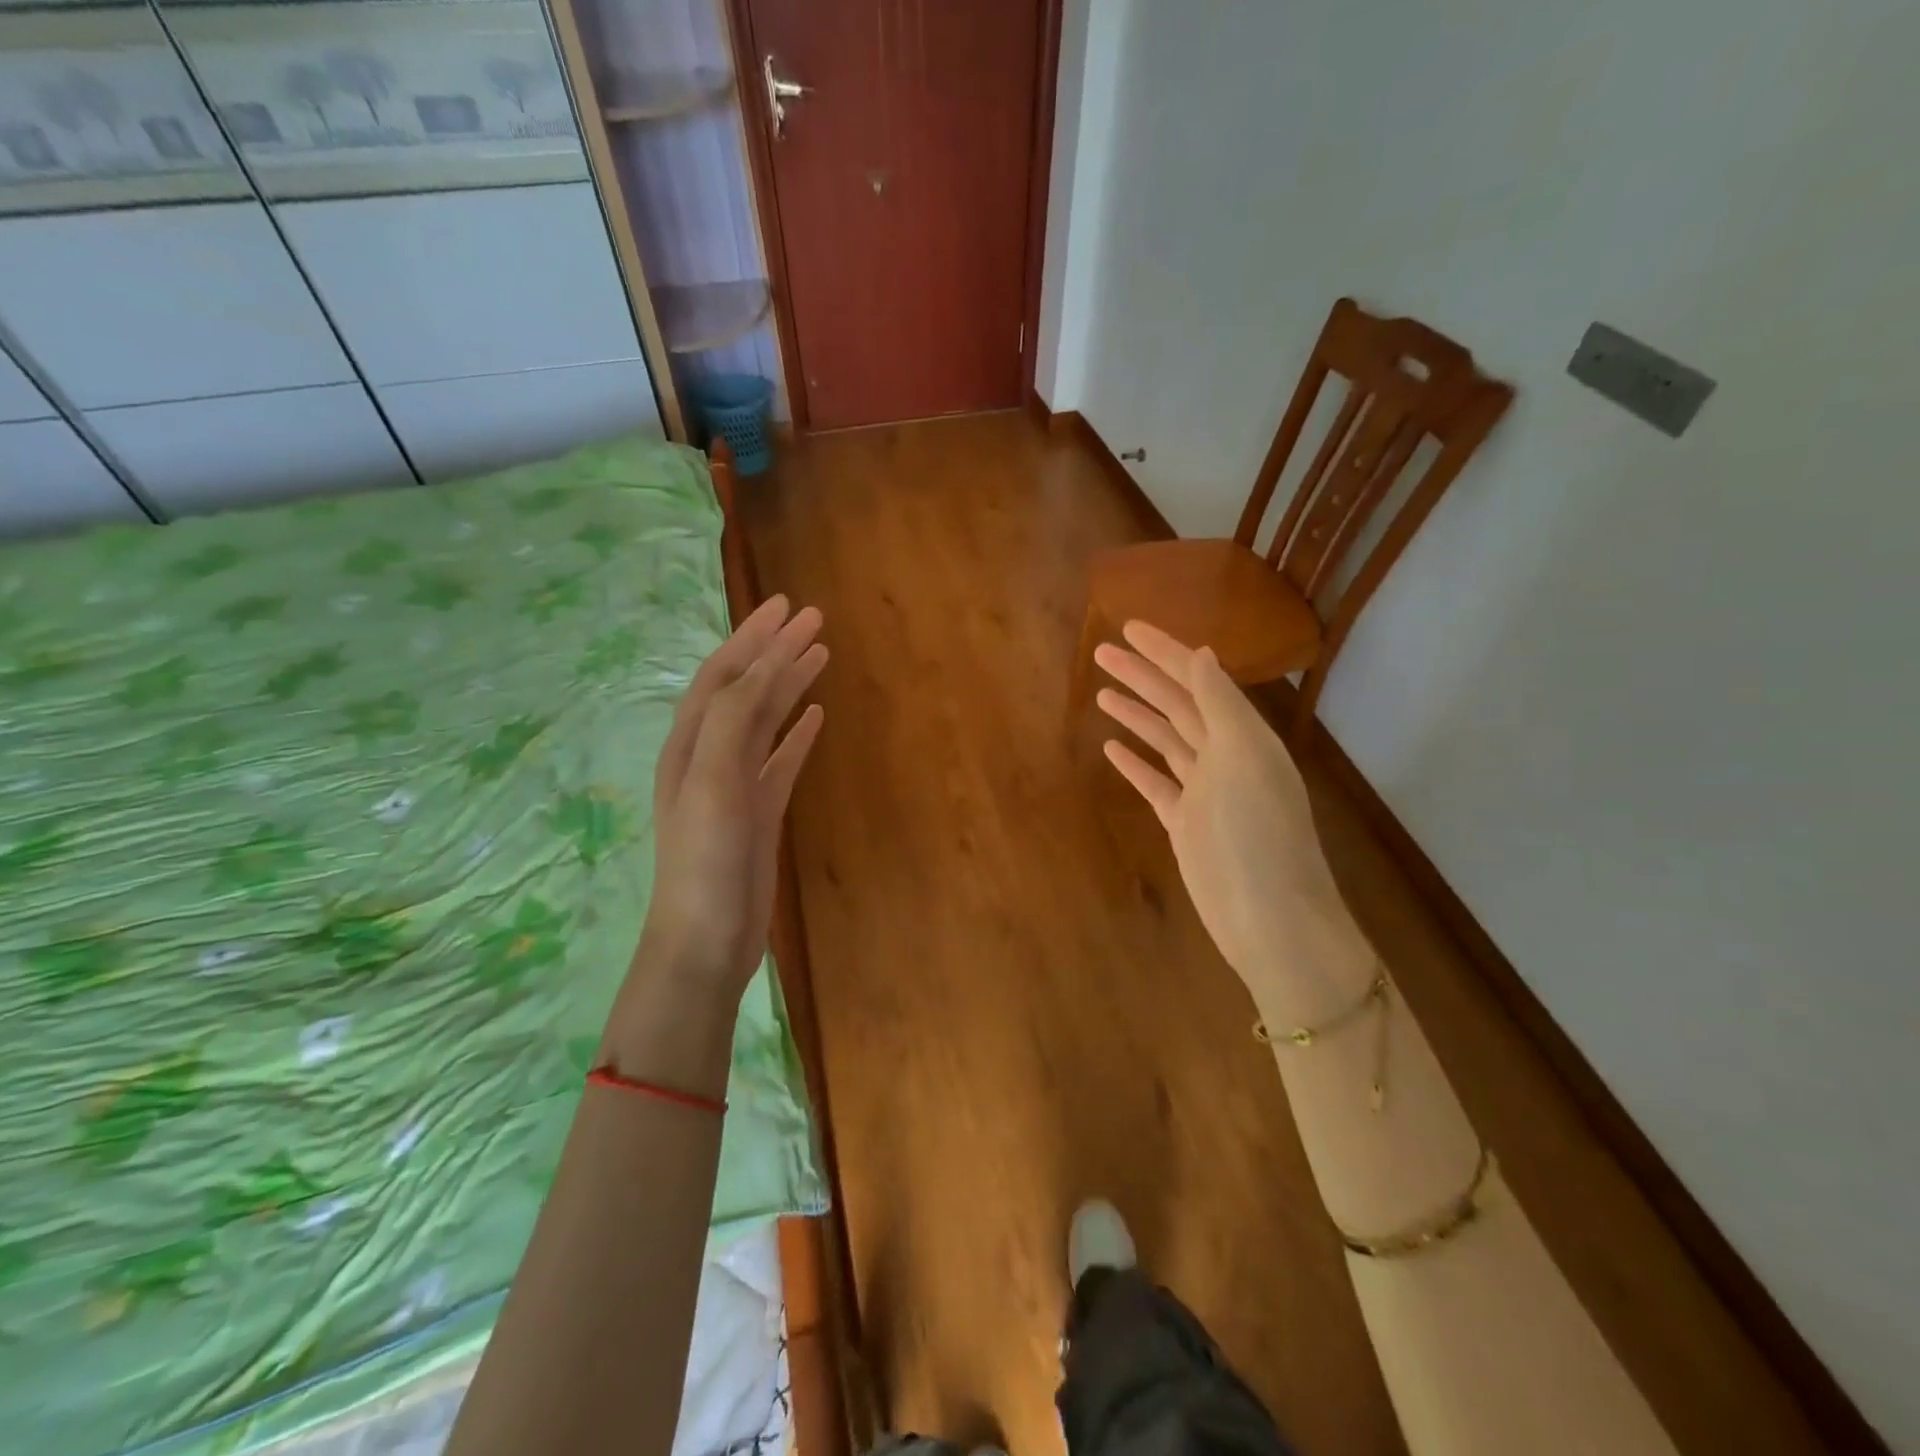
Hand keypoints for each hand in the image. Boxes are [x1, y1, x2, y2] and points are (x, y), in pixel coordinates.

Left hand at [639, 595, 826, 1004]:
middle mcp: (709, 755)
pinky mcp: (759, 810)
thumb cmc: (705, 862)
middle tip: (812, 619)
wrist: (707, 939)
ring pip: (765, 720)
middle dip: (775, 650)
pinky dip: (797, 733)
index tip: (788, 606)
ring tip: (820, 655)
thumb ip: (732, 724)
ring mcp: (736, 784)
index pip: (723, 674)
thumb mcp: (712, 785)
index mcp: (691, 743)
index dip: (753, 638)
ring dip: (789, 684)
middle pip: (745, 688)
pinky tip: (816, 717)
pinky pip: (780, 758)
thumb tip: (763, 669)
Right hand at [1095, 621, 1369, 1018]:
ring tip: (1101, 691)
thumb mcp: (1244, 757)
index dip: (1164, 652)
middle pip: (1177, 705)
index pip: (1198, 680)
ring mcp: (1204, 791)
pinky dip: (1136, 764)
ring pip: (1165, 740)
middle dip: (1141, 677)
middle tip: (1100, 653)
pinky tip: (1112, 749)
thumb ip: (1220, 704)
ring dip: (1136, 714)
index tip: (1127, 628)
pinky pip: (1156, 783)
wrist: (1269, 918)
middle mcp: (1225, 756)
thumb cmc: (1258, 833)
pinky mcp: (1186, 824)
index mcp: (1244, 735)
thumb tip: (1201, 655)